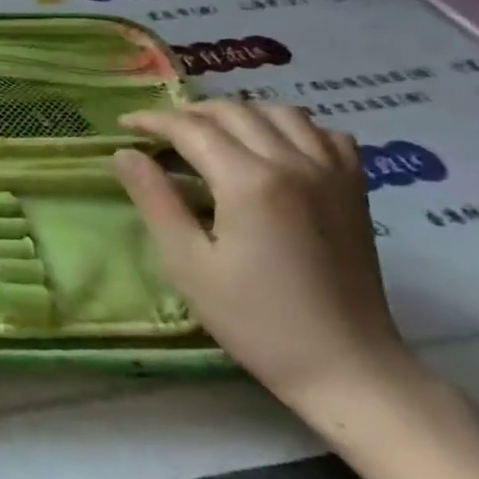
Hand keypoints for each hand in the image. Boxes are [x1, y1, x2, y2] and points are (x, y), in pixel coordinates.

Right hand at [112, 102, 421, 417]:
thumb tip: (124, 154)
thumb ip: (155, 200)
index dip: (153, 121)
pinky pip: (325, 133)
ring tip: (211, 132)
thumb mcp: (187, 263)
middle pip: (234, 112)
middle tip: (159, 132)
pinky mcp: (354, 189)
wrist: (346, 366)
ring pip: (280, 112)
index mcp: (250, 181)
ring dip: (239, 113)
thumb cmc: (255, 320)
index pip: (192, 129)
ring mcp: (332, 173)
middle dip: (189, 113)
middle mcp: (294, 163)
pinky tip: (273, 146)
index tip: (124, 125)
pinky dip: (292, 127)